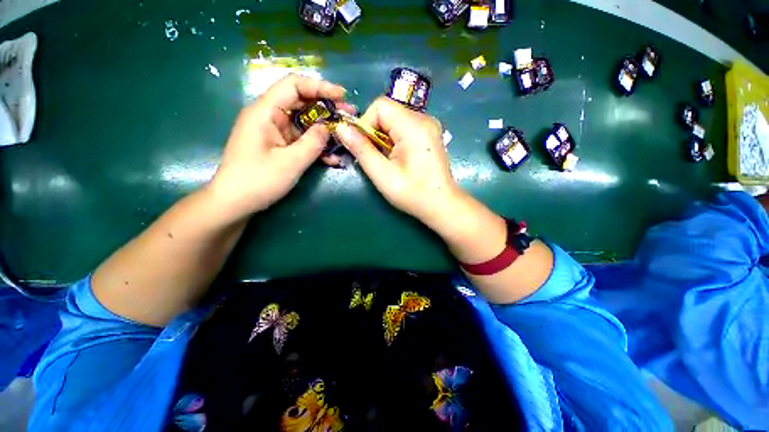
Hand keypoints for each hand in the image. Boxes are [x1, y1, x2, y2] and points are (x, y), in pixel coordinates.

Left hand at [209, 74, 347, 218]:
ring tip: (346, 136)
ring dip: (325, 130)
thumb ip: (313, 143)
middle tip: (348, 116)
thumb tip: (328, 127)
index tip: (342, 96)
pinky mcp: (279, 145)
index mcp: (265, 112)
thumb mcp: (290, 162)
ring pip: (305, 122)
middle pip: (301, 102)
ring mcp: (275, 132)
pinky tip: (332, 157)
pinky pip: (301, 139)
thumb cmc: (258, 181)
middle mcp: (269, 116)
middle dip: (327, 109)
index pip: (294, 86)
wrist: (235, 202)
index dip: (320, 87)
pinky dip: (316, 145)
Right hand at [333, 97, 461, 229]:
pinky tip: (398, 157)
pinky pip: (404, 125)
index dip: (366, 123)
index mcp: (414, 127)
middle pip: (387, 110)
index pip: (380, 106)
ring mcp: (429, 125)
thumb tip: (342, 128)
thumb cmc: (413, 194)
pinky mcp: (429, 132)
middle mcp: (424, 119)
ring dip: (383, 136)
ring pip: (395, 118)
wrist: (442, 204)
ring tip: (388, 159)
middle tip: (376, 157)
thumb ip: (362, 150)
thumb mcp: (383, 175)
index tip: (365, 147)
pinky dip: (394, 137)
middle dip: (374, 131)